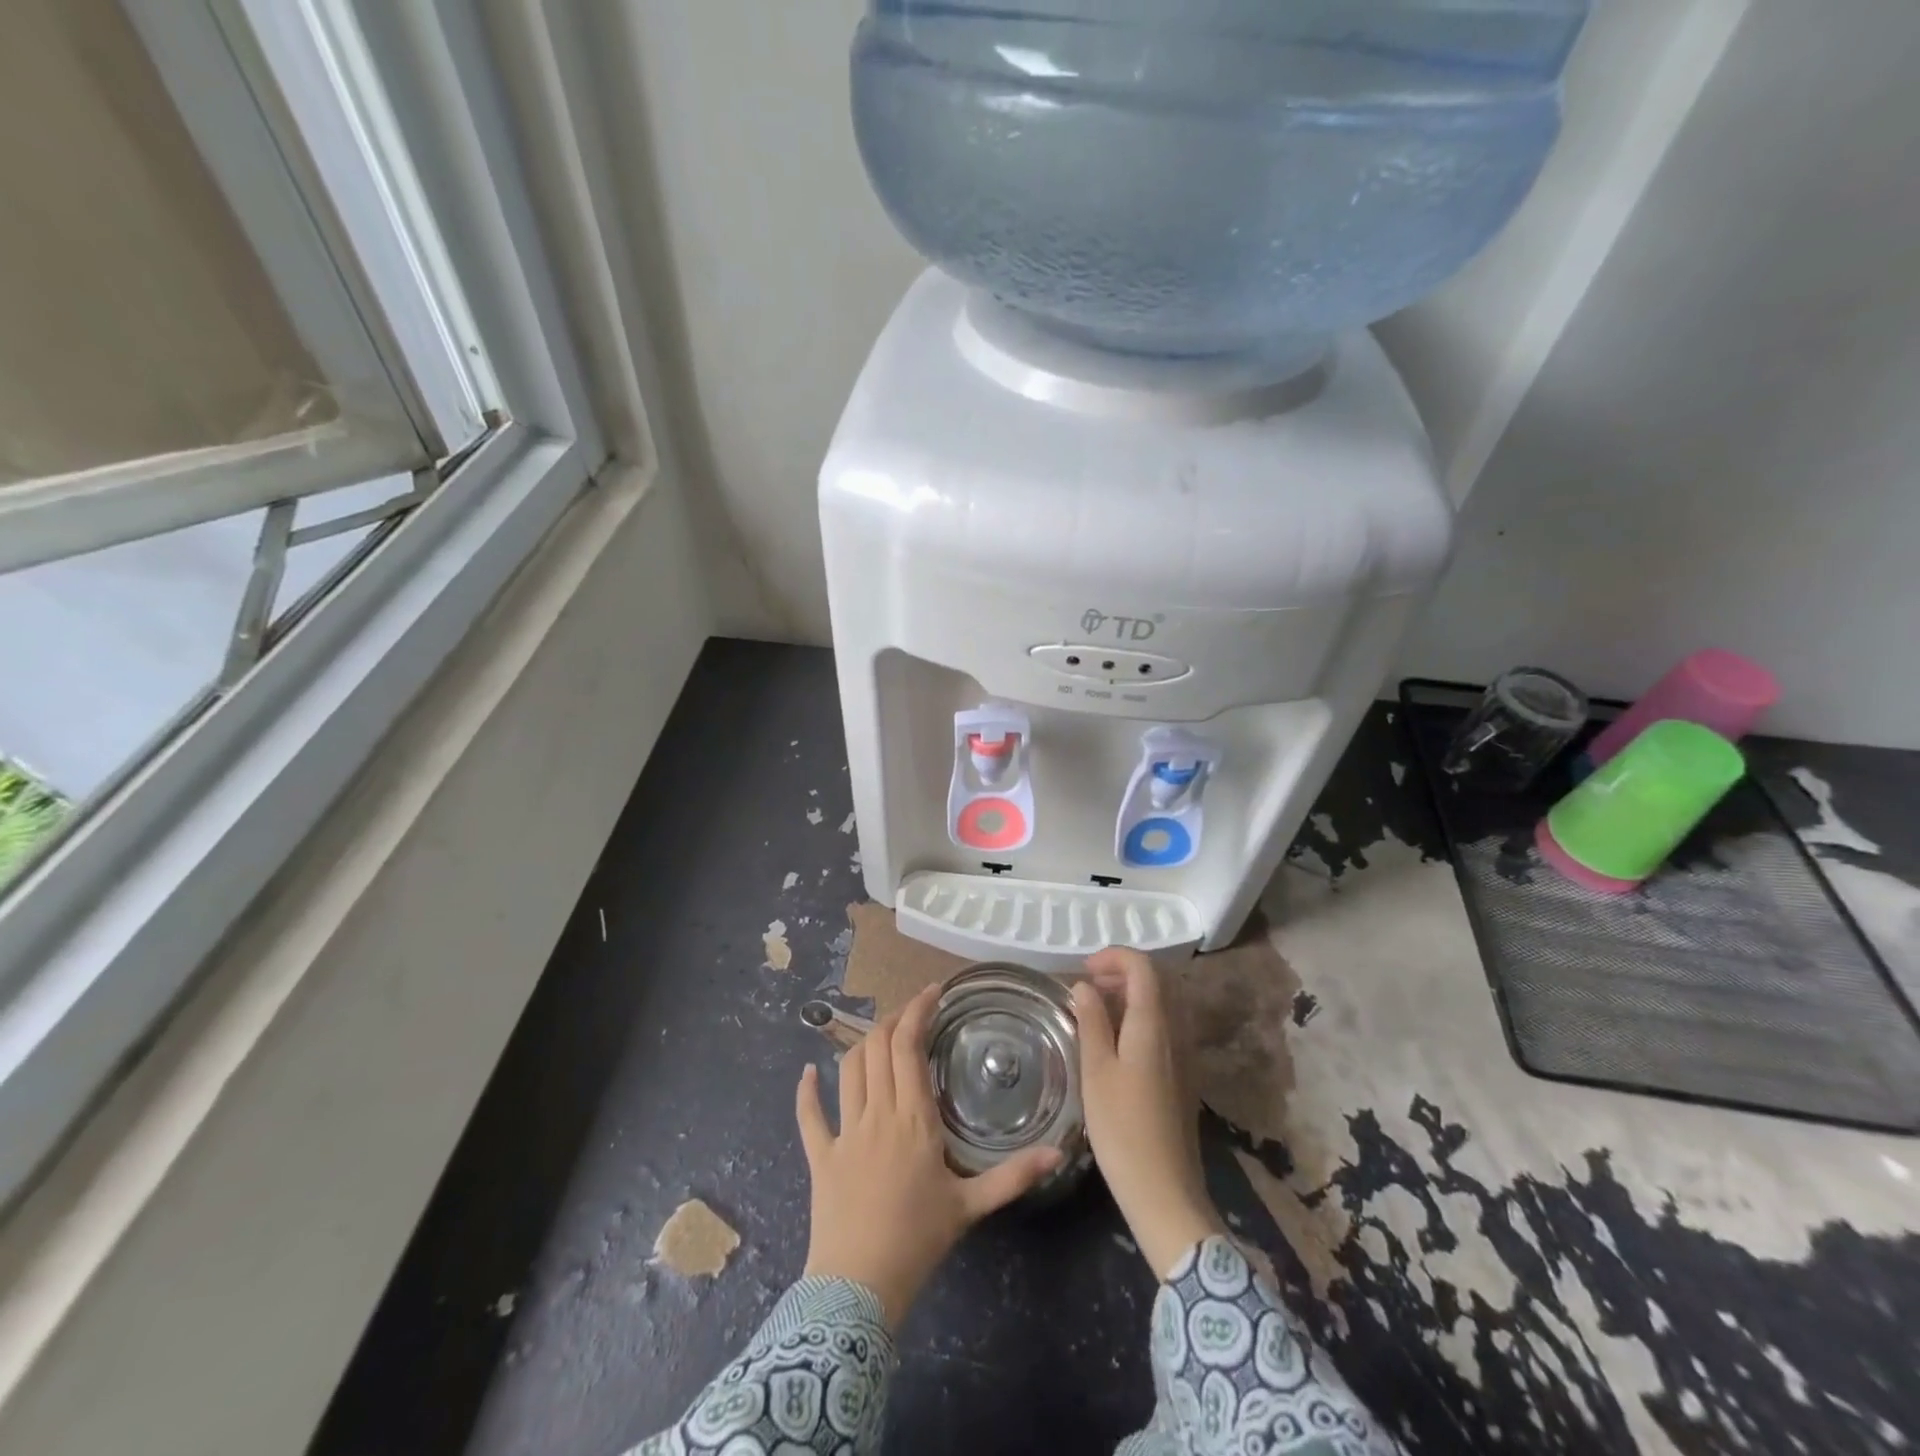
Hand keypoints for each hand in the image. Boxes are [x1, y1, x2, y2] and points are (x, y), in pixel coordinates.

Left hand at [797, 983, 1061, 1325]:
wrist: (858, 1287)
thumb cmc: (918, 1241)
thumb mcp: (971, 1207)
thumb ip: (1013, 1176)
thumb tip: (1058, 1152)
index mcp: (913, 1118)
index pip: (910, 1046)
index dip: (918, 1010)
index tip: (933, 992)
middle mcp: (877, 1113)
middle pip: (878, 1046)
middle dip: (894, 1019)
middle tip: (913, 1011)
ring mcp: (844, 1131)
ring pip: (848, 1068)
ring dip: (862, 1042)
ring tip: (881, 1033)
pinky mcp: (820, 1155)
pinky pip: (809, 1115)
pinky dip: (807, 1090)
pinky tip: (808, 1073)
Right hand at [1074, 949, 1223, 1279]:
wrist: (1166, 1191)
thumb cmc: (1122, 1129)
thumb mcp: (1096, 1072)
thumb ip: (1092, 1022)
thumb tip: (1084, 986)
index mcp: (1154, 1024)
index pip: (1144, 967)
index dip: (1114, 957)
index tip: (1084, 969)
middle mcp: (1177, 1031)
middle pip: (1159, 980)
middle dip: (1123, 971)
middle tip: (1089, 985)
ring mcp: (1185, 1054)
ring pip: (1164, 1003)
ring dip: (1133, 994)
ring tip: (1098, 1009)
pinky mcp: (1184, 1075)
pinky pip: (1167, 1026)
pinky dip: (1142, 1016)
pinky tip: (1118, 1040)